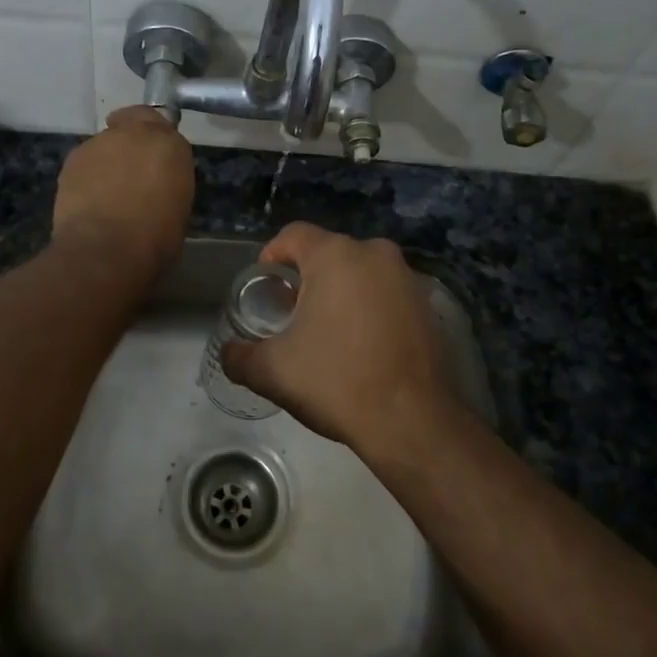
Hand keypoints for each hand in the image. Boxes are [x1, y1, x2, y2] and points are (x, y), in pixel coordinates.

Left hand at [51, 106, 192, 283]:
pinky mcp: (73, 159)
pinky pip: (85, 161)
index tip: (155, 158)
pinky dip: (88, 175)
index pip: (164, 125)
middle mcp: (135, 134)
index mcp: (170, 146)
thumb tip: (156, 186)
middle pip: (132, 123)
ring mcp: (100, 143)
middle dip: (131, 141)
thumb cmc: (155, 240)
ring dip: (108, 160)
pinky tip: (88, 200)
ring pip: (106, 143)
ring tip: (106, 192)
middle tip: (130, 171)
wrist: (105, 251)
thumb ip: (167, 184)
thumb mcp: (178, 209)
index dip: (156, 140)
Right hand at [220, 222, 452, 452]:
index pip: (293, 235)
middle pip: (328, 252)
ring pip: (360, 272)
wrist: (412, 421)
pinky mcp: (427, 304)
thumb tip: (229, 353)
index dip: (272, 256)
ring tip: (326, 331)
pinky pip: (385, 292)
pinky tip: (361, 344)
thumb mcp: (273, 371)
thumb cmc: (336, 381)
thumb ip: (240, 356)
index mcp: (335, 255)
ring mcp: (407, 277)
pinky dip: (369, 307)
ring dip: (340, 291)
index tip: (265, 287)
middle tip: (292, 313)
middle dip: (306, 277)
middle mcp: (375, 253)